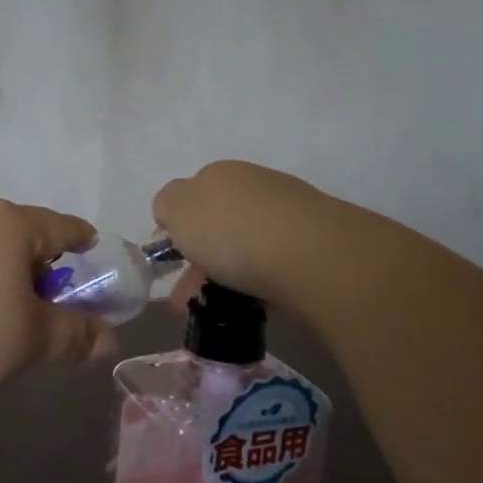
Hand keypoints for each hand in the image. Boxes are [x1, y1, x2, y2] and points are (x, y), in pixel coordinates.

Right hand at [152, 161, 333, 303]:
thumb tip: (174, 211)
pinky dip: (259, 279)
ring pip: (246, 243)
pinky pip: (274, 261)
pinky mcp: (314, 240)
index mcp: (218, 173)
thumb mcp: (177, 209)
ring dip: (228, 272)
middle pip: (217, 221)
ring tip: (219, 309)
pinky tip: (256, 301)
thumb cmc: (231, 230)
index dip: (176, 230)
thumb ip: (167, 204)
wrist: (310, 254)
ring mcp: (288, 209)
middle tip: (189, 297)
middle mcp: (253, 183)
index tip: (172, 264)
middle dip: (200, 258)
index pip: (188, 197)